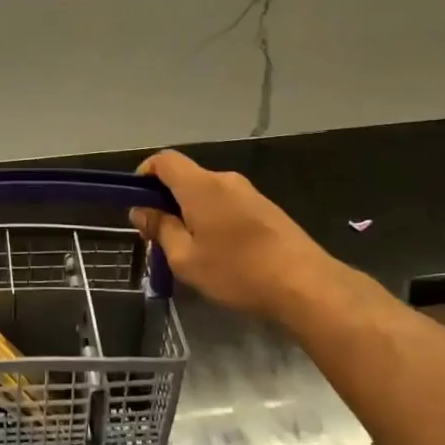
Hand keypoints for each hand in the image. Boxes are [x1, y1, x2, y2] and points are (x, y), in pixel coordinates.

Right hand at [130, 151, 358, 323]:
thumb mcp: (185, 258)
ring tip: (191, 250)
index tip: (138, 203)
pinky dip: (214, 219)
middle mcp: (224, 180)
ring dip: (191, 213)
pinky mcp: (266, 209)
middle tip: (159, 236)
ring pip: (207, 193)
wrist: (306, 284)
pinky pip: (227, 204)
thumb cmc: (237, 270)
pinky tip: (221, 253)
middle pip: (185, 177)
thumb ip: (160, 229)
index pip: (164, 160)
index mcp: (200, 186)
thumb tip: (142, 211)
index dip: (144, 174)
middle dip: (167, 200)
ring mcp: (249, 193)